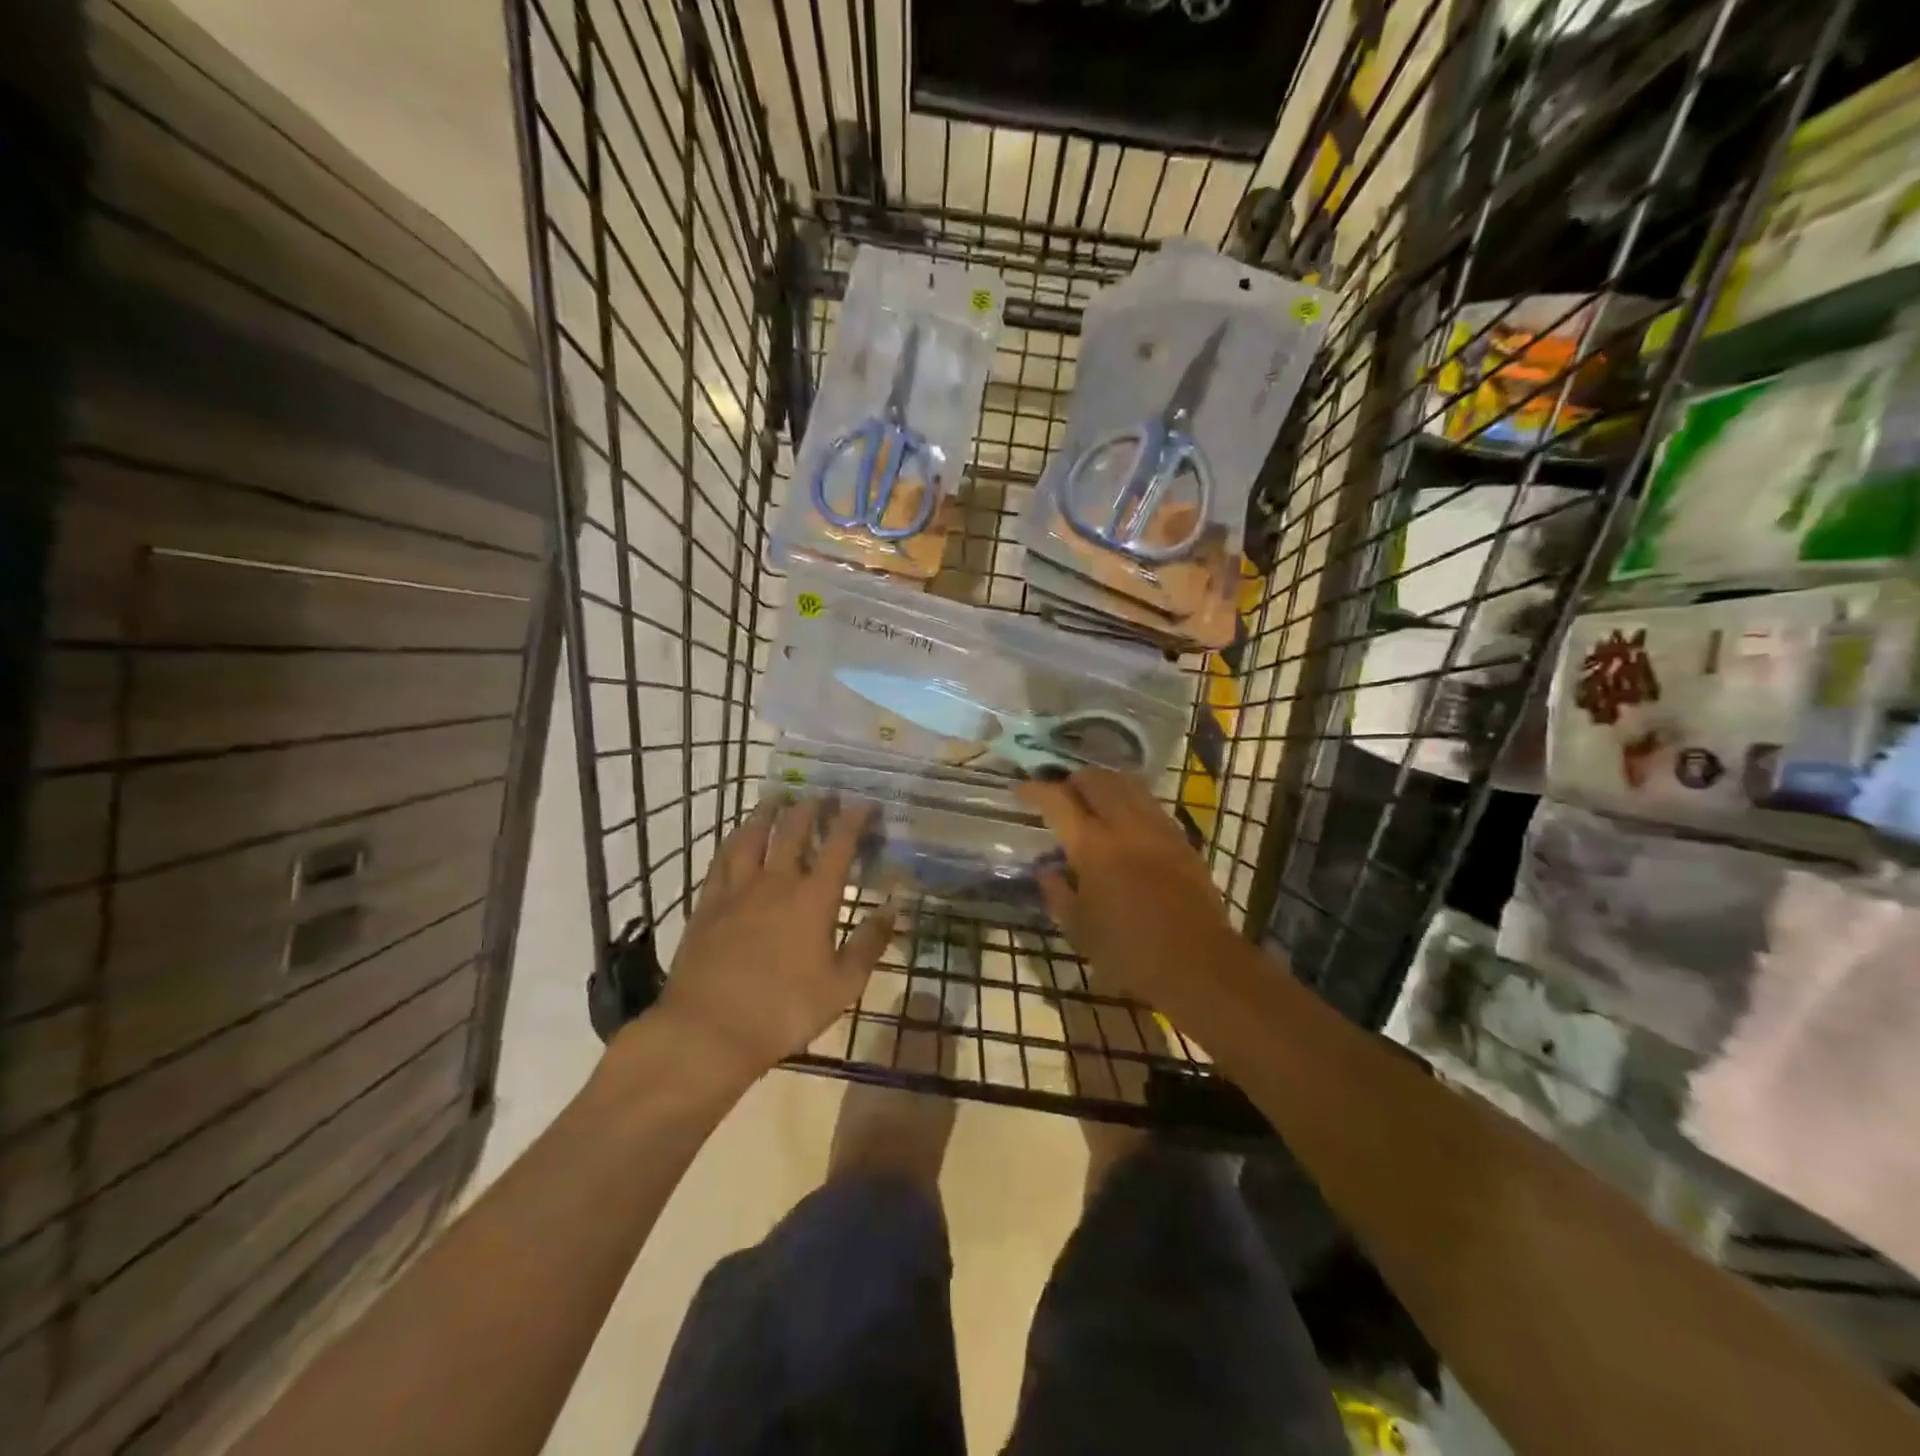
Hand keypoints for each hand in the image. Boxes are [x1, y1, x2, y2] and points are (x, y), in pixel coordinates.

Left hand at [650, 796, 895, 1082]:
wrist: (709, 1030)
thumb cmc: (784, 1011)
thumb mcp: (842, 986)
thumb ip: (869, 944)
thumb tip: (892, 909)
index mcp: (813, 899)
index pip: (838, 845)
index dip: (853, 819)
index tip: (864, 803)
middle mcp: (776, 882)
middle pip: (793, 830)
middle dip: (810, 807)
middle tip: (821, 793)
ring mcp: (737, 890)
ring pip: (752, 836)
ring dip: (767, 812)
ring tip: (777, 797)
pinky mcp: (707, 904)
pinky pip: (721, 860)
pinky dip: (734, 840)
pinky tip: (737, 837)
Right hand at [1017, 770, 1241, 1016]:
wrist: (1198, 963)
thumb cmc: (1129, 952)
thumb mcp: (1078, 930)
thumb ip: (1056, 893)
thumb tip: (1045, 869)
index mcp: (1093, 847)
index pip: (1058, 801)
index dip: (1035, 790)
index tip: (1020, 790)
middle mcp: (1125, 825)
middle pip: (1096, 780)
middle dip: (1072, 780)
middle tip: (1059, 794)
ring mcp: (1157, 828)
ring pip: (1127, 784)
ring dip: (1104, 784)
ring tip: (1091, 800)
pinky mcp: (1181, 839)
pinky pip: (1149, 804)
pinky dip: (1130, 800)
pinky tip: (1125, 820)